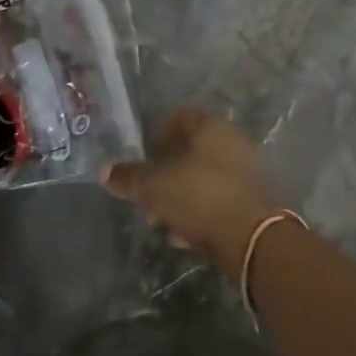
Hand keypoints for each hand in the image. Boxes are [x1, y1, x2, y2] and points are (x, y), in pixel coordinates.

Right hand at [101, 110, 282, 276]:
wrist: (251, 238)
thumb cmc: (199, 195)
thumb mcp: (154, 187)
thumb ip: (129, 177)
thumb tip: (104, 170)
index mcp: (210, 126)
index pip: (180, 118)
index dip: (158, 134)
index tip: (143, 156)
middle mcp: (231, 141)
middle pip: (191, 150)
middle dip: (166, 172)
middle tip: (147, 192)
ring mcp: (244, 171)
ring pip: (203, 177)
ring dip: (180, 195)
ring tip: (160, 218)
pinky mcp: (252, 201)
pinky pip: (217, 200)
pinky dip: (198, 212)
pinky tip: (181, 235)